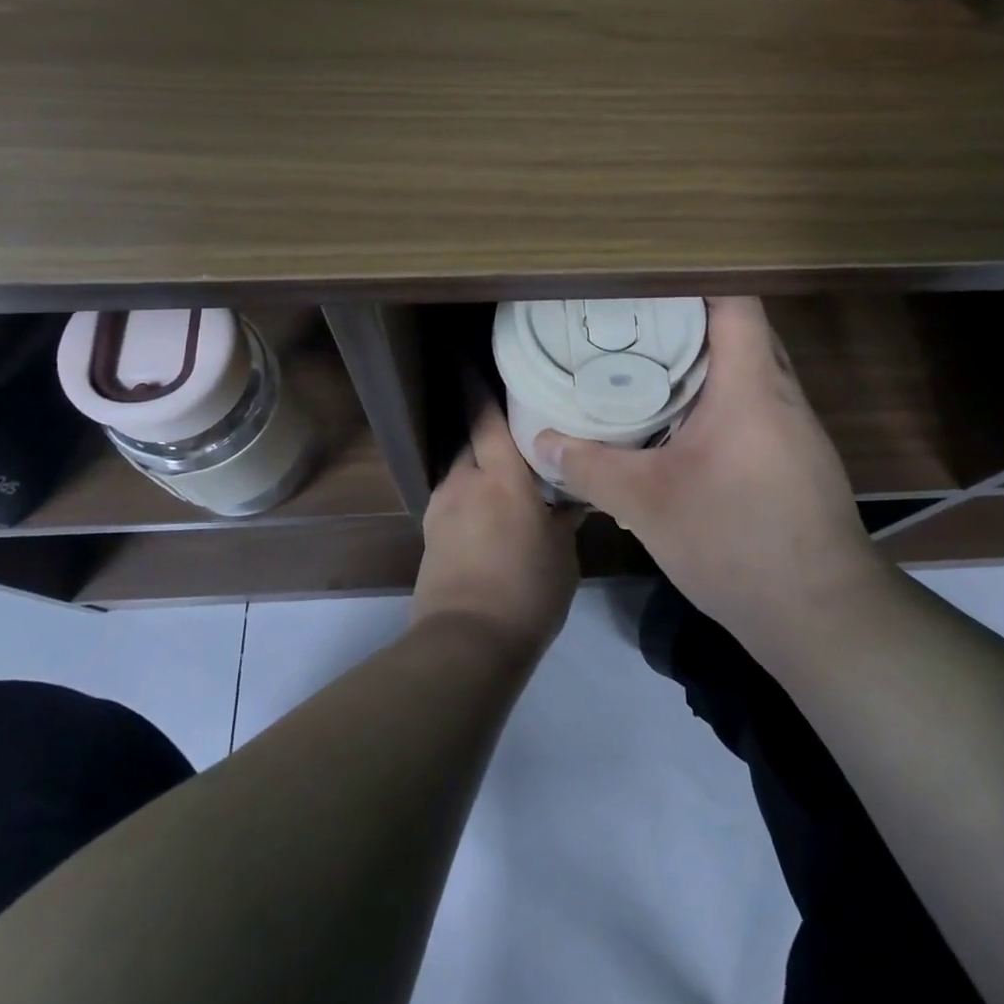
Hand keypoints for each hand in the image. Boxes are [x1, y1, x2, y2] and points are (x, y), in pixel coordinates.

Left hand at [413, 399, 580, 656]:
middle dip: (485, 432)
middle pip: (470, 441)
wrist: (466, 644)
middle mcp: (465, 483)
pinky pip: (452, 499)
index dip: (476, 387)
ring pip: (460, 471)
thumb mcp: (562, 554)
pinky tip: (487, 514)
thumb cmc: (527, 592)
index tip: (466, 360)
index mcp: (501, 479)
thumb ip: (564, 518)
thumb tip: (573, 498)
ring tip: (502, 477)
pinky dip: (469, 496)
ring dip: (478, 467)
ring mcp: (441, 509)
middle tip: (511, 429)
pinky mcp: (430, 535)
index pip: (486, 419)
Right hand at [531, 297, 879, 659]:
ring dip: (706, 360)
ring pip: (750, 367)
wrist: (822, 616)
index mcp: (751, 385)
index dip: (694, 279)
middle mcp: (782, 393)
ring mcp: (797, 426)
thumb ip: (589, 467)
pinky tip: (683, 421)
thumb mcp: (647, 504)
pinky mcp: (798, 456)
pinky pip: (757, 402)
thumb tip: (542, 441)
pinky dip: (721, 395)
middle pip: (741, 329)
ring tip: (648, 361)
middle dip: (690, 318)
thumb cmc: (736, 543)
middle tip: (633, 320)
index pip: (736, 301)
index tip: (645, 282)